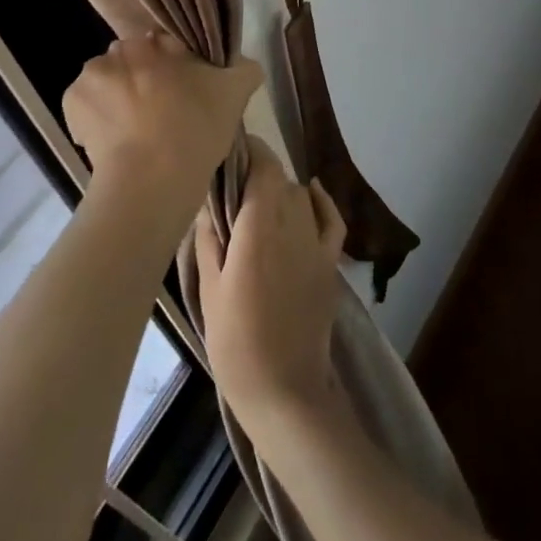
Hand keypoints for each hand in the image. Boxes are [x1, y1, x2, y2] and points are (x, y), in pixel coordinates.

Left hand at [63, 33, 260, 222]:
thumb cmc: (195, 129)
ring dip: (117, 98)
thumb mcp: (235, 94)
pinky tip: (114, 142)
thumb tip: (246, 64)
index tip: (183, 94)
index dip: (175, 68)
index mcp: (157, 40)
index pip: (165, 45)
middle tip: (161, 114)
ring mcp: (92, 74)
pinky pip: (85, 107)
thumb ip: (245, 69)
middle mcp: (120, 48)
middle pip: (133, 61)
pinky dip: (95, 120)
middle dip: (143, 80)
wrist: (151, 178)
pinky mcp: (71, 103)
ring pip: (107, 81)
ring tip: (135, 133)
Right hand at [195, 137, 346, 431]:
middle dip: (259, 172)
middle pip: (279, 178)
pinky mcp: (330, 264)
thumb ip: (209, 237)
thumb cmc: (235, 342)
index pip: (262, 167)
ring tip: (259, 202)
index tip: (231, 149)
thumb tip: (209, 200)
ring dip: (281, 189)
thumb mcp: (209, 288)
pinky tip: (310, 191)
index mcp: (258, 228)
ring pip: (300, 195)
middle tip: (235, 185)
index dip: (249, 150)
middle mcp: (291, 225)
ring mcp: (315, 244)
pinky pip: (331, 219)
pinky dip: (321, 201)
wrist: (285, 391)